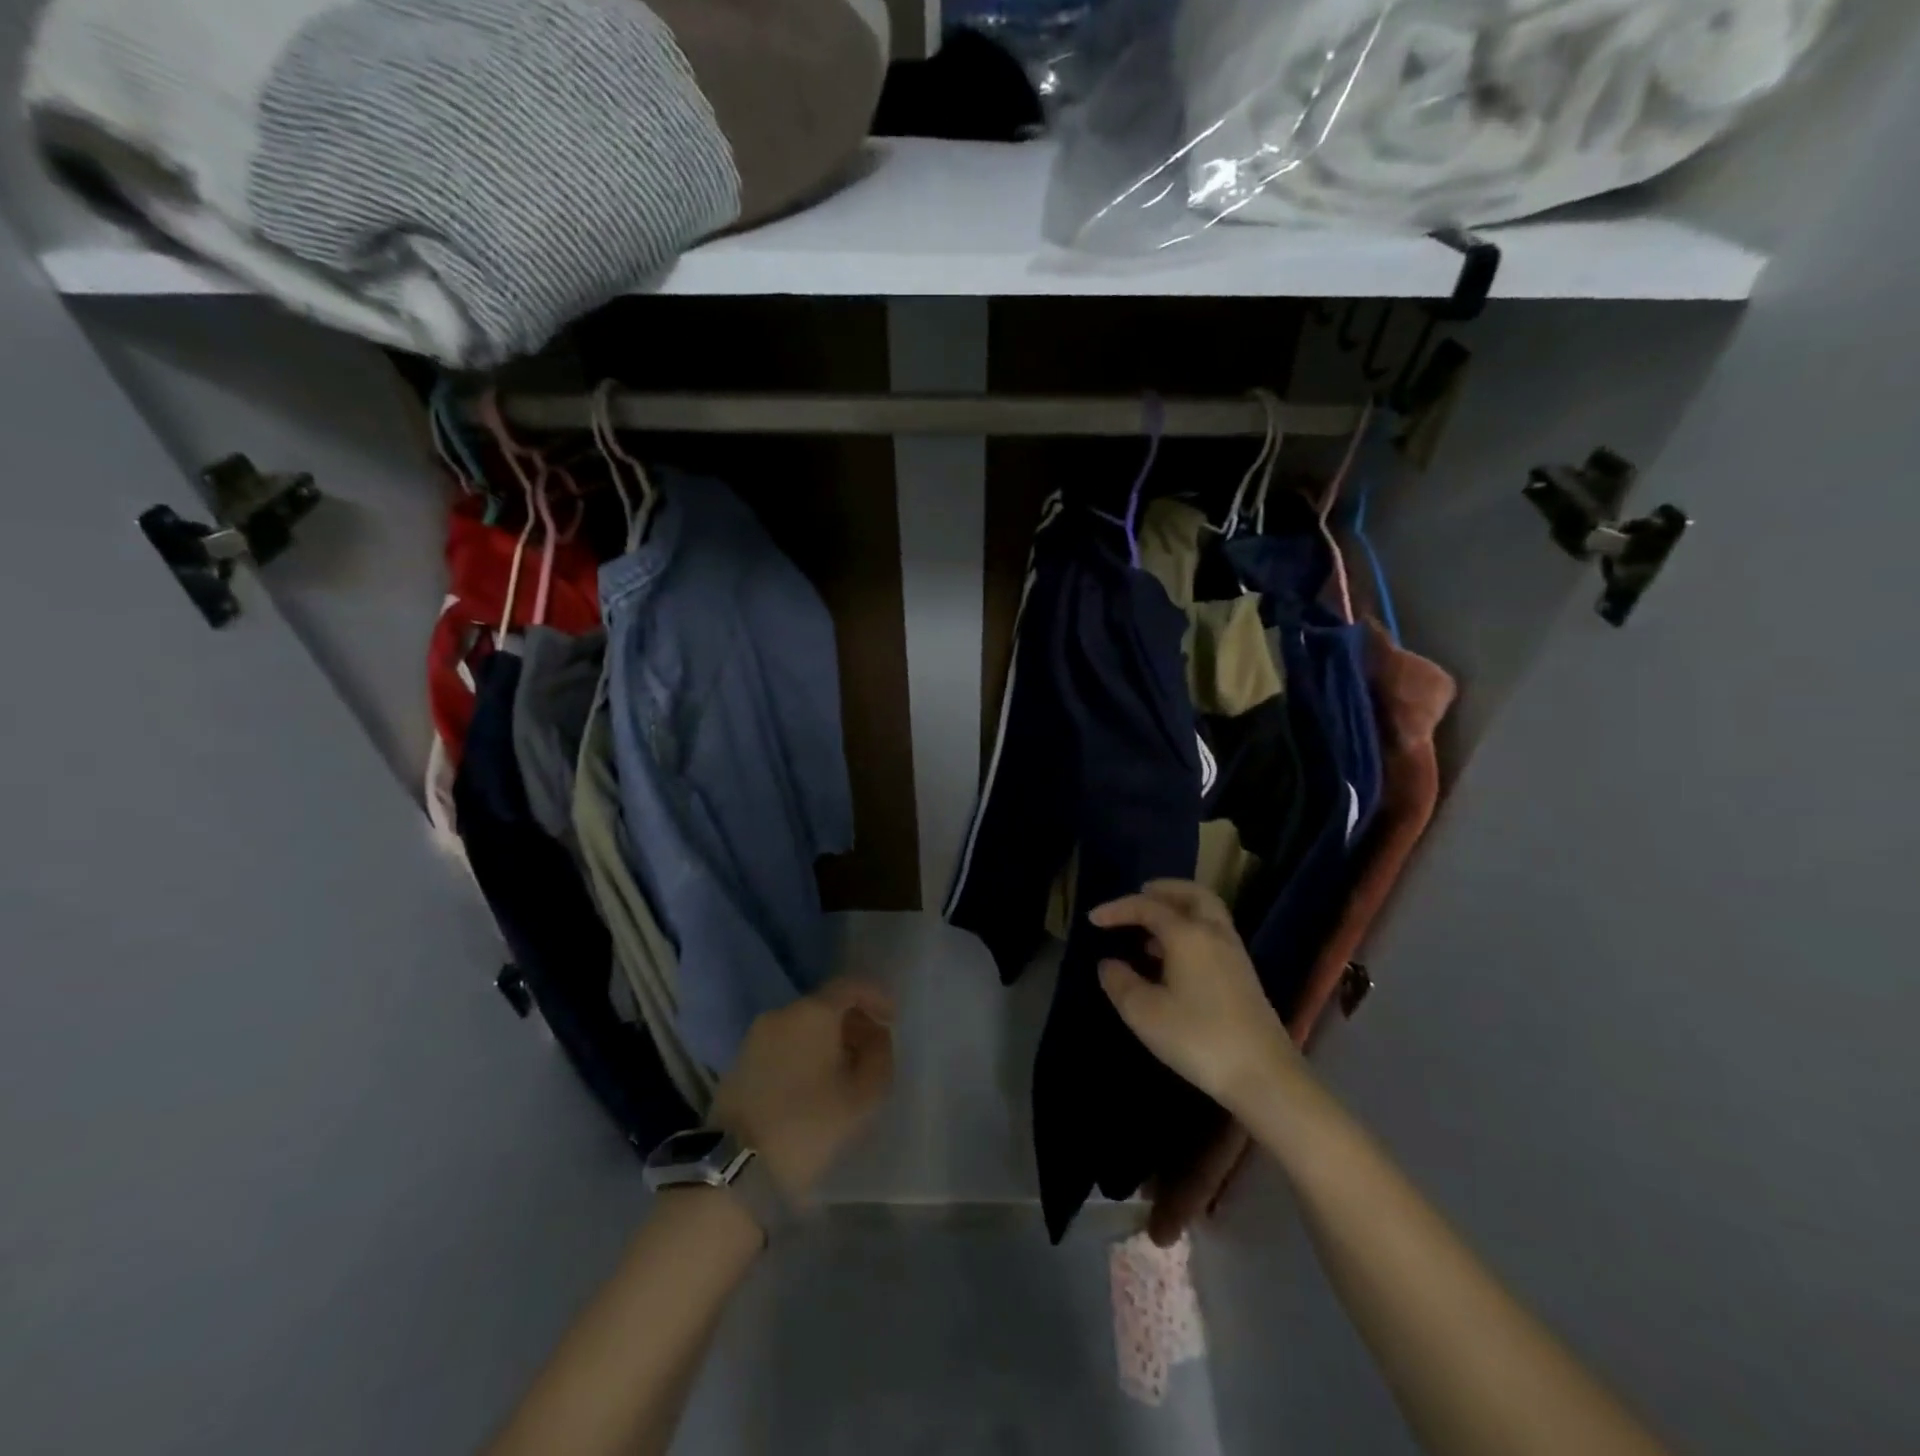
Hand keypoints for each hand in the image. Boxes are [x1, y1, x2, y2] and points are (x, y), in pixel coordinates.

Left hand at [710, 979, 895, 1201]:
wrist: (735, 1168)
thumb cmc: (809, 1125)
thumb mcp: (863, 1096)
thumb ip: (879, 1057)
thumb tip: (877, 1036)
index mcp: (813, 1013)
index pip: (851, 987)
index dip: (876, 997)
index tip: (893, 1019)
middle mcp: (782, 1014)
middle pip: (826, 1005)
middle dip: (854, 1023)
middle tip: (874, 1051)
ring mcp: (756, 1037)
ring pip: (803, 1027)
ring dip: (829, 1041)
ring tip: (846, 1073)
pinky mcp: (740, 1063)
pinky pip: (783, 1045)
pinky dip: (805, 1055)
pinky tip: (814, 1086)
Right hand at [1091, 880, 1296, 1113]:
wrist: (1264, 1075)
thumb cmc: (1198, 1038)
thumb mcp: (1145, 1013)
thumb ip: (1121, 983)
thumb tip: (1108, 964)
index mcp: (1188, 934)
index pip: (1148, 907)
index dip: (1117, 909)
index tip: (1093, 919)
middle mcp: (1214, 934)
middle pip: (1192, 894)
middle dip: (1163, 890)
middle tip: (1139, 895)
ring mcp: (1234, 954)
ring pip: (1207, 913)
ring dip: (1178, 910)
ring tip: (1149, 930)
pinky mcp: (1244, 976)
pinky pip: (1213, 934)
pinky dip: (1191, 930)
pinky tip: (1173, 959)